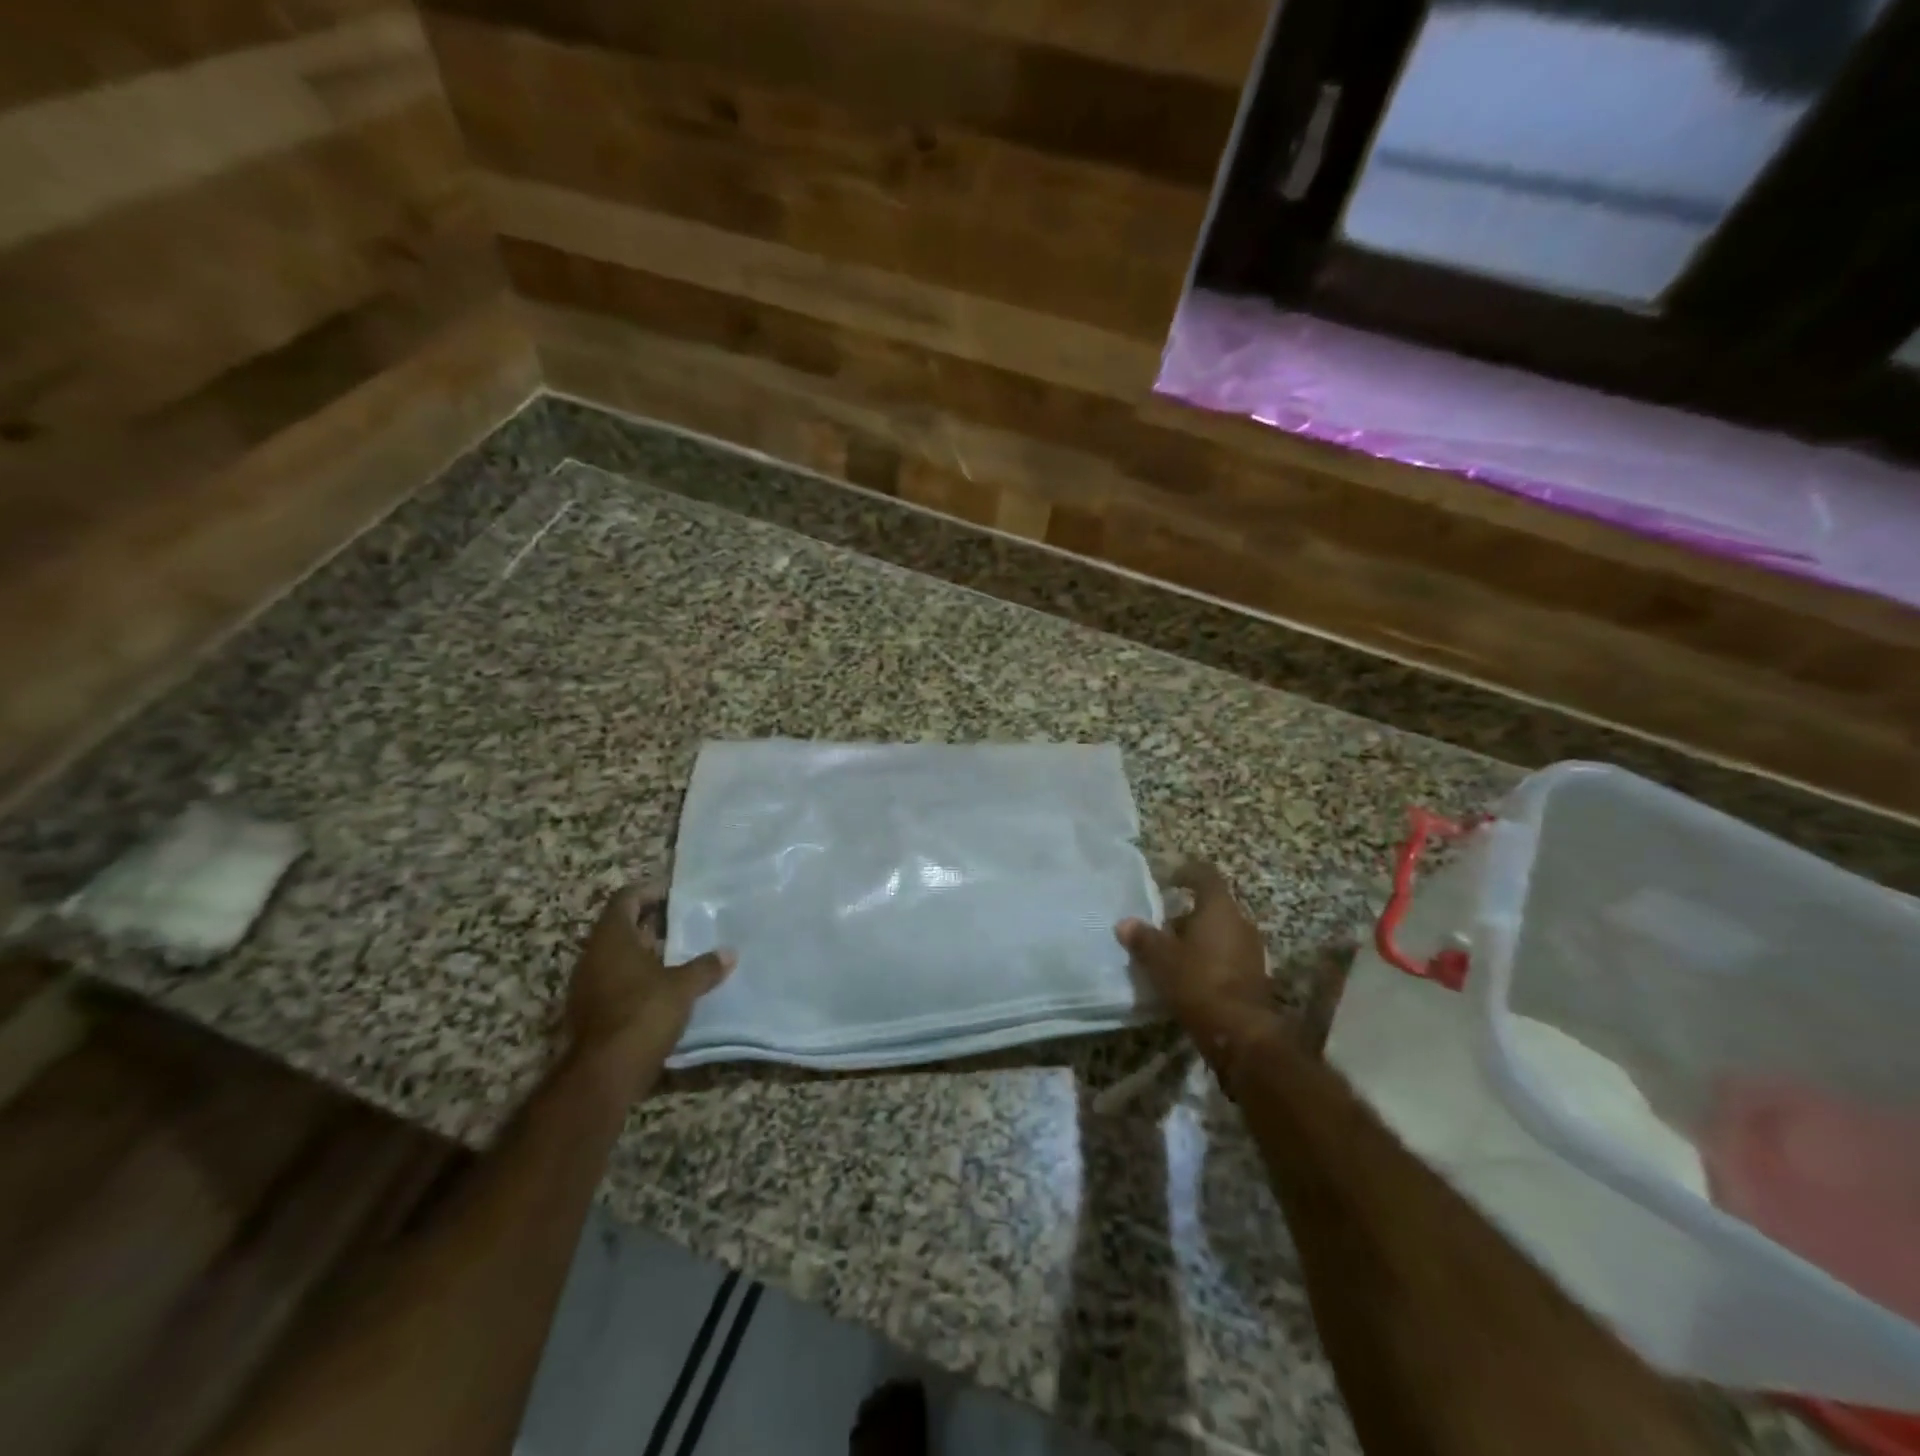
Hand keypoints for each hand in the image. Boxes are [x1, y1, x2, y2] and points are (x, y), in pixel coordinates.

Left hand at [566, 887, 733, 1094]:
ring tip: (681, 952)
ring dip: (646, 951)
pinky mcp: (592, 1011)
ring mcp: (588, 985)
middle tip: (685, 920)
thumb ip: (705, 967)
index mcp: (612, 939)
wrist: (603, 1075)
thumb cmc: (642, 1015)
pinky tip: (666, 986)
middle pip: (621, 926)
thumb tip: (729, 953)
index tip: (676, 891)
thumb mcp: (682, 988)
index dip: (650, 890)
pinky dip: (639, 976)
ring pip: (618, 956)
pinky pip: (616, 980)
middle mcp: (594, 956)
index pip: (626, 899)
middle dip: (652, 922)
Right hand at [1116, 862, 1277, 1061]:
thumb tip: (1125, 923)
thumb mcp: (1161, 960)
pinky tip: (1189, 978)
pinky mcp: (1256, 977)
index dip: (1186, 873)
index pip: (1205, 876)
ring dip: (1198, 940)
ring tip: (1171, 956)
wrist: (1242, 1034)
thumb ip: (1142, 938)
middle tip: (1160, 928)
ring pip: (1220, 934)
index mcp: (1220, 909)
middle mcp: (1241, 923)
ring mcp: (1252, 951)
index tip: (1168, 880)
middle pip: (1212, 908)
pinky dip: (1209, 961)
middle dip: (1185, 916)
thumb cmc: (1199, 983)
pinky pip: (1228, 957)